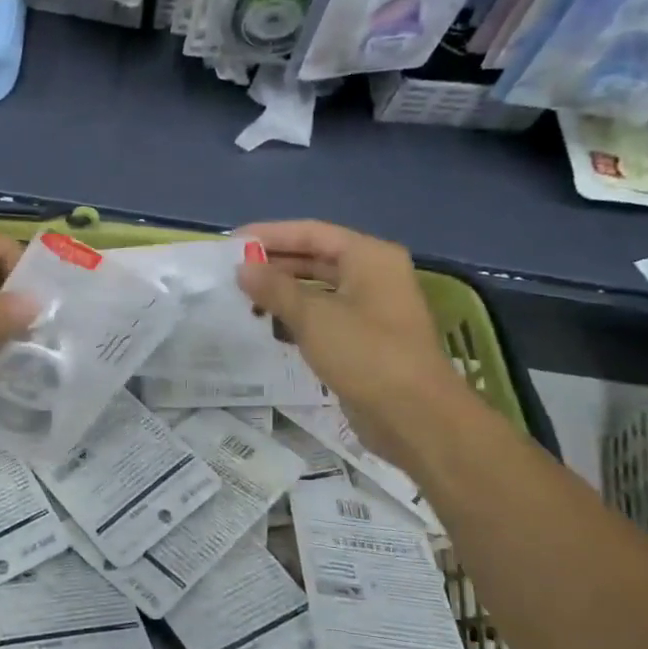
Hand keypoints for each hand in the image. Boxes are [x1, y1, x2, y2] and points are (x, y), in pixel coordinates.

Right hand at [237, 220, 476, 468]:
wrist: (415, 416)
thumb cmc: (365, 353)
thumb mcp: (313, 316)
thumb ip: (274, 288)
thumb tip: (242, 268)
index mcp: (369, 257)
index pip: (311, 232)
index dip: (270, 235)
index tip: (232, 243)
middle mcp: (374, 275)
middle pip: (315, 257)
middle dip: (274, 264)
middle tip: (232, 271)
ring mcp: (372, 308)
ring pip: (318, 289)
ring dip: (282, 292)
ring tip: (242, 299)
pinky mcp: (365, 339)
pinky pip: (324, 316)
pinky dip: (297, 317)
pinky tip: (268, 326)